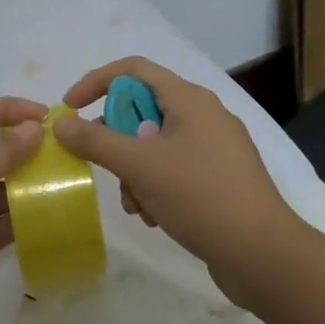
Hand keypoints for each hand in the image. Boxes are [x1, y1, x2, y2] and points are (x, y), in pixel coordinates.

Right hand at [53, 57, 291, 303]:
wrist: (264, 254)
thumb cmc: (200, 196)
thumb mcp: (139, 166)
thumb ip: (95, 141)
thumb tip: (60, 123)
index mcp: (188, 99)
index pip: (132, 69)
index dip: (95, 82)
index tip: (69, 109)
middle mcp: (203, 115)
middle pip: (141, 110)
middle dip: (115, 141)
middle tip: (101, 166)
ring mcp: (214, 147)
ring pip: (154, 145)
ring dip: (133, 172)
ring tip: (135, 206)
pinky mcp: (220, 178)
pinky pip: (174, 169)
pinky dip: (155, 187)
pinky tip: (154, 217)